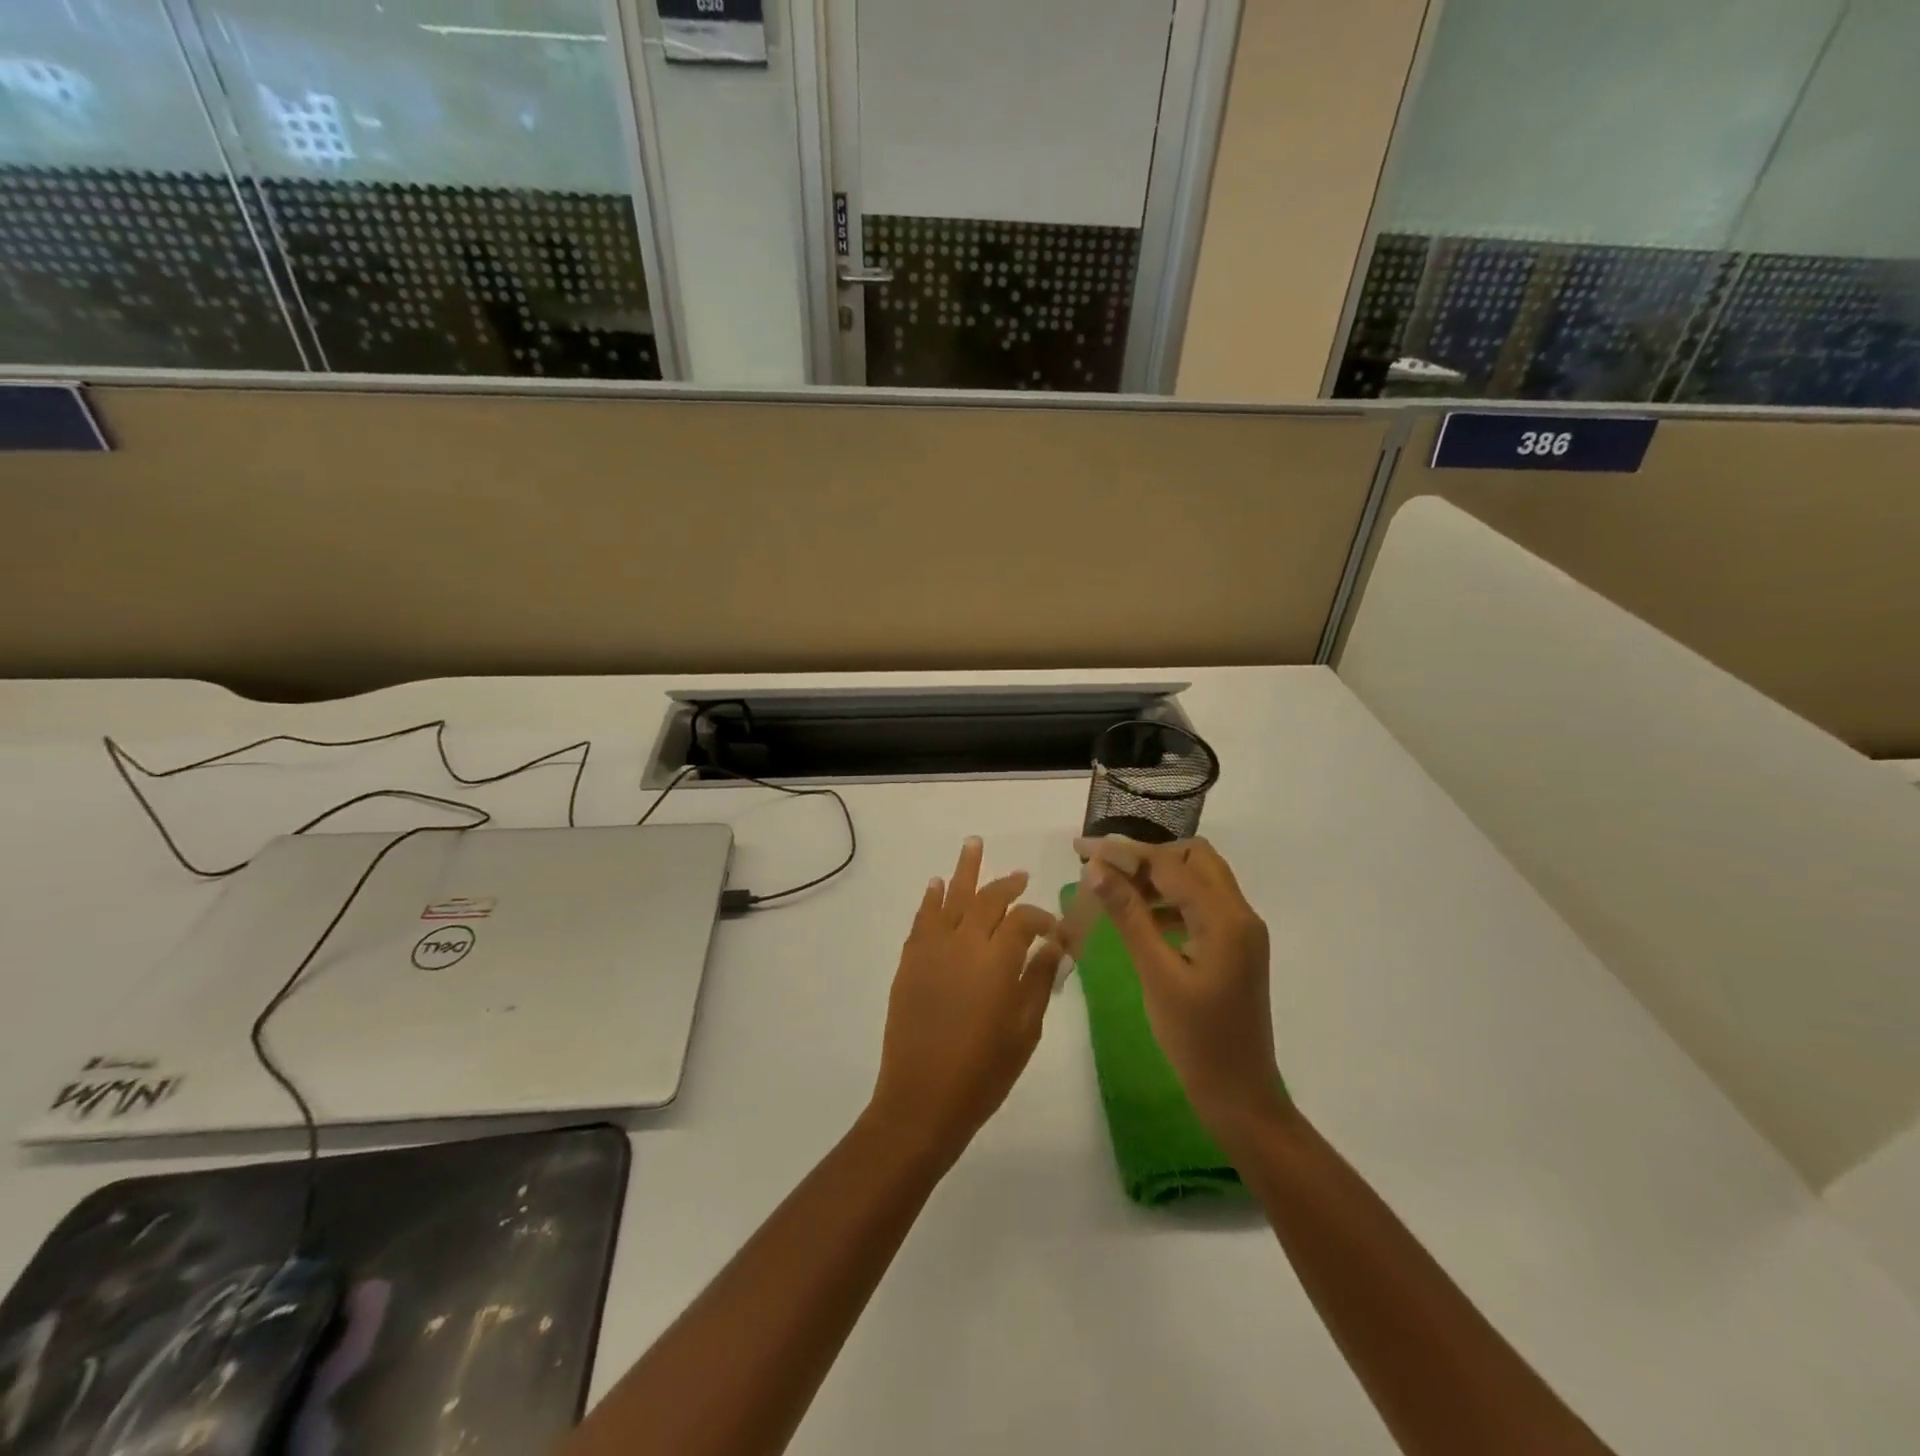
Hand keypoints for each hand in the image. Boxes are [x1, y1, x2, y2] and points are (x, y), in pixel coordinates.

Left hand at [866, 838, 1062, 1167]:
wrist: (922, 1100)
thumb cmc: (983, 1072)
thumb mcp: (1025, 1030)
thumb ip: (1039, 980)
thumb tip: (1053, 945)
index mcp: (997, 960)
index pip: (1023, 920)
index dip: (1041, 918)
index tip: (1054, 930)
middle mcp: (964, 943)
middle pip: (987, 900)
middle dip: (1006, 884)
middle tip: (1020, 875)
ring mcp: (932, 950)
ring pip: (950, 897)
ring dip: (964, 870)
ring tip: (973, 843)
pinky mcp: (910, 962)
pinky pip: (922, 919)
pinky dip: (930, 898)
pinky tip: (936, 884)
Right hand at [1073, 836, 1285, 1139]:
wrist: (1239, 1094)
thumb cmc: (1196, 1039)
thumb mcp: (1157, 974)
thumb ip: (1129, 916)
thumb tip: (1097, 869)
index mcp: (1226, 919)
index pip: (1170, 865)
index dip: (1124, 852)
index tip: (1082, 849)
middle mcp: (1240, 914)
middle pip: (1194, 858)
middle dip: (1146, 856)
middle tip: (1103, 869)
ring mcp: (1240, 930)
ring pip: (1198, 879)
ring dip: (1158, 876)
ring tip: (1113, 889)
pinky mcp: (1233, 945)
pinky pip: (1201, 904)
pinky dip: (1170, 899)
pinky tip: (1139, 915)